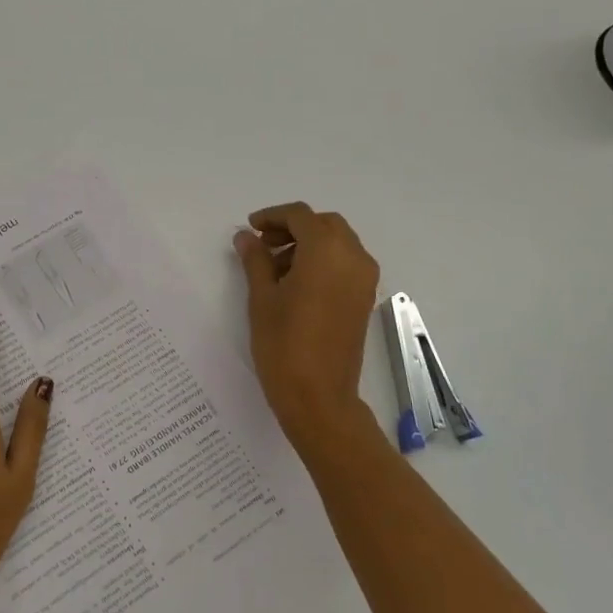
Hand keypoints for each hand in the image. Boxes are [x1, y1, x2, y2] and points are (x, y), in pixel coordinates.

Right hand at [234, 203, 380, 451]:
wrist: (318, 396)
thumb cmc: (283, 344)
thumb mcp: (262, 298)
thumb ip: (255, 260)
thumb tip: (246, 237)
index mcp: (326, 251)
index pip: (300, 216)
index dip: (273, 216)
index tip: (250, 228)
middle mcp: (353, 257)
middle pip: (324, 225)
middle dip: (293, 228)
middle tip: (263, 244)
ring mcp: (364, 279)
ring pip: (338, 242)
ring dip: (308, 244)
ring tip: (275, 267)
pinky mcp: (365, 298)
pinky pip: (346, 263)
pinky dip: (323, 260)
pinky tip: (296, 283)